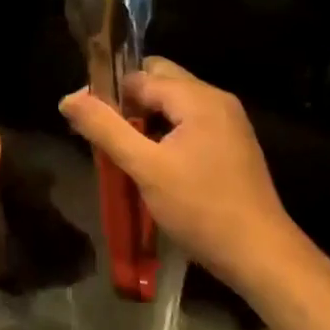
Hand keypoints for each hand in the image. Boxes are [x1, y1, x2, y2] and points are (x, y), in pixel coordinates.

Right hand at [61, 59, 298, 289]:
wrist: (260, 254)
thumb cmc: (200, 208)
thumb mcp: (145, 168)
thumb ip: (105, 129)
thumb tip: (68, 98)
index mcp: (198, 97)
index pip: (140, 75)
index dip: (109, 94)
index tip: (87, 122)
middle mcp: (216, 99)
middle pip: (160, 82)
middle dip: (129, 104)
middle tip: (107, 137)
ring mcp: (229, 121)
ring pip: (175, 104)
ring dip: (148, 120)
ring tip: (126, 153)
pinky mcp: (233, 144)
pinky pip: (191, 123)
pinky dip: (168, 133)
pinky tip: (155, 163)